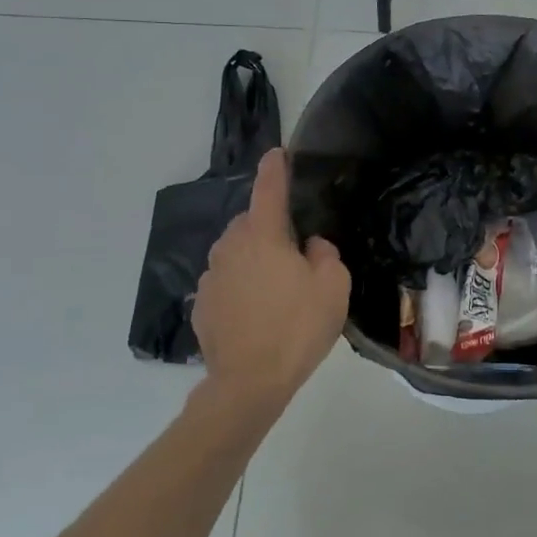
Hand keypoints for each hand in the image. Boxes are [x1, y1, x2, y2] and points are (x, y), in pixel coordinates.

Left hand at [192, 149, 350, 412]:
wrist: (248, 383)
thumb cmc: (297, 328)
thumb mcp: (333, 287)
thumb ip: (325, 254)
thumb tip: (311, 246)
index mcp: (263, 234)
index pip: (269, 188)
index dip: (276, 168)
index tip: (277, 153)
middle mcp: (230, 246)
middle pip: (251, 223)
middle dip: (269, 229)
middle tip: (295, 256)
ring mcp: (211, 276)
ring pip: (235, 252)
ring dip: (253, 259)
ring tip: (276, 290)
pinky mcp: (202, 304)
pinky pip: (226, 282)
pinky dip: (239, 286)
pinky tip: (255, 313)